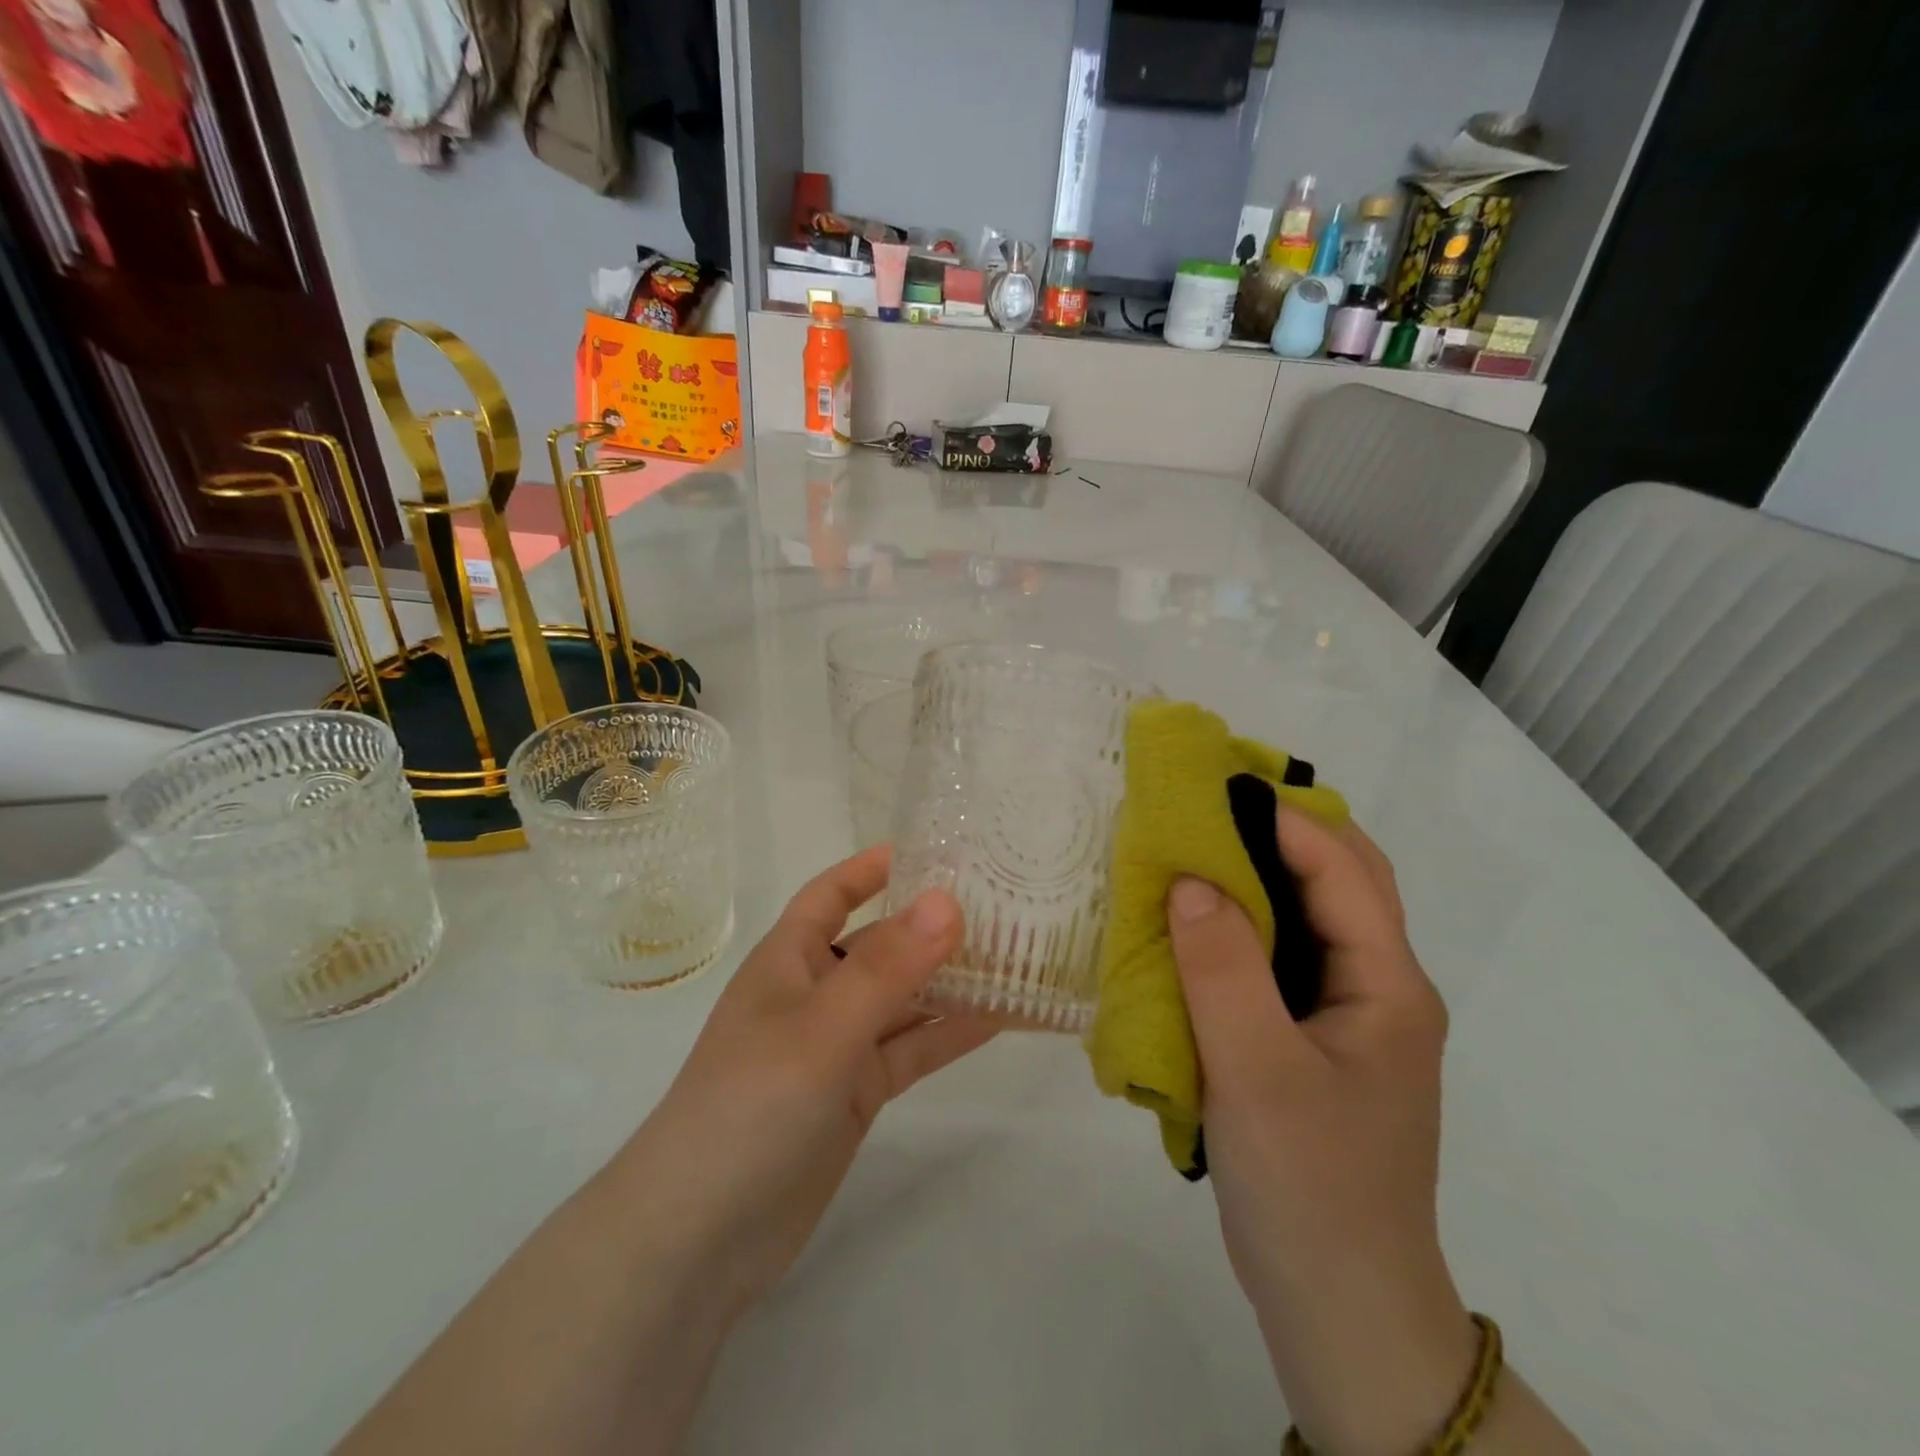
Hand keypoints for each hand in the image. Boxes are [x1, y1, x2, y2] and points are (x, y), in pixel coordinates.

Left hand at [614, 844, 998, 1322]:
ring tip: (1016, 957)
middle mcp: (814, 994)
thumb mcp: (821, 1029)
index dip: (871, 868)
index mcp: (788, 961)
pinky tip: (1000, 1020)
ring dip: (950, 982)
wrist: (700, 1240)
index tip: (931, 850)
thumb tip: (948, 901)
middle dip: (929, 926)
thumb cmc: (748, 1107)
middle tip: (999, 904)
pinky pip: (910, 1051)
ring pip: (902, 1000)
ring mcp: (836, 1047)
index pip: (830, 895)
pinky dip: (948, 1036)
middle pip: (879, 945)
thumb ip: (887, 968)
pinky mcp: (855, 1094)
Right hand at [1168, 808, 1474, 1455]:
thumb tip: (1188, 878)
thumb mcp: (1256, 1071)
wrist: (1339, 1307)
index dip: (1280, 818)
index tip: (1211, 785)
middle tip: (1204, 804)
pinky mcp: (1311, 1042)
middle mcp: (1378, 988)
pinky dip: (1241, 925)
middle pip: (1338, 880)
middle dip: (1279, 830)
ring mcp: (1346, 1017)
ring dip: (1257, 875)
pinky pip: (1279, 959)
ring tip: (1192, 847)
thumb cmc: (1310, 1184)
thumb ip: (1222, 967)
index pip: (1342, 869)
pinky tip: (1195, 924)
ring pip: (1307, 917)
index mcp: (1388, 985)